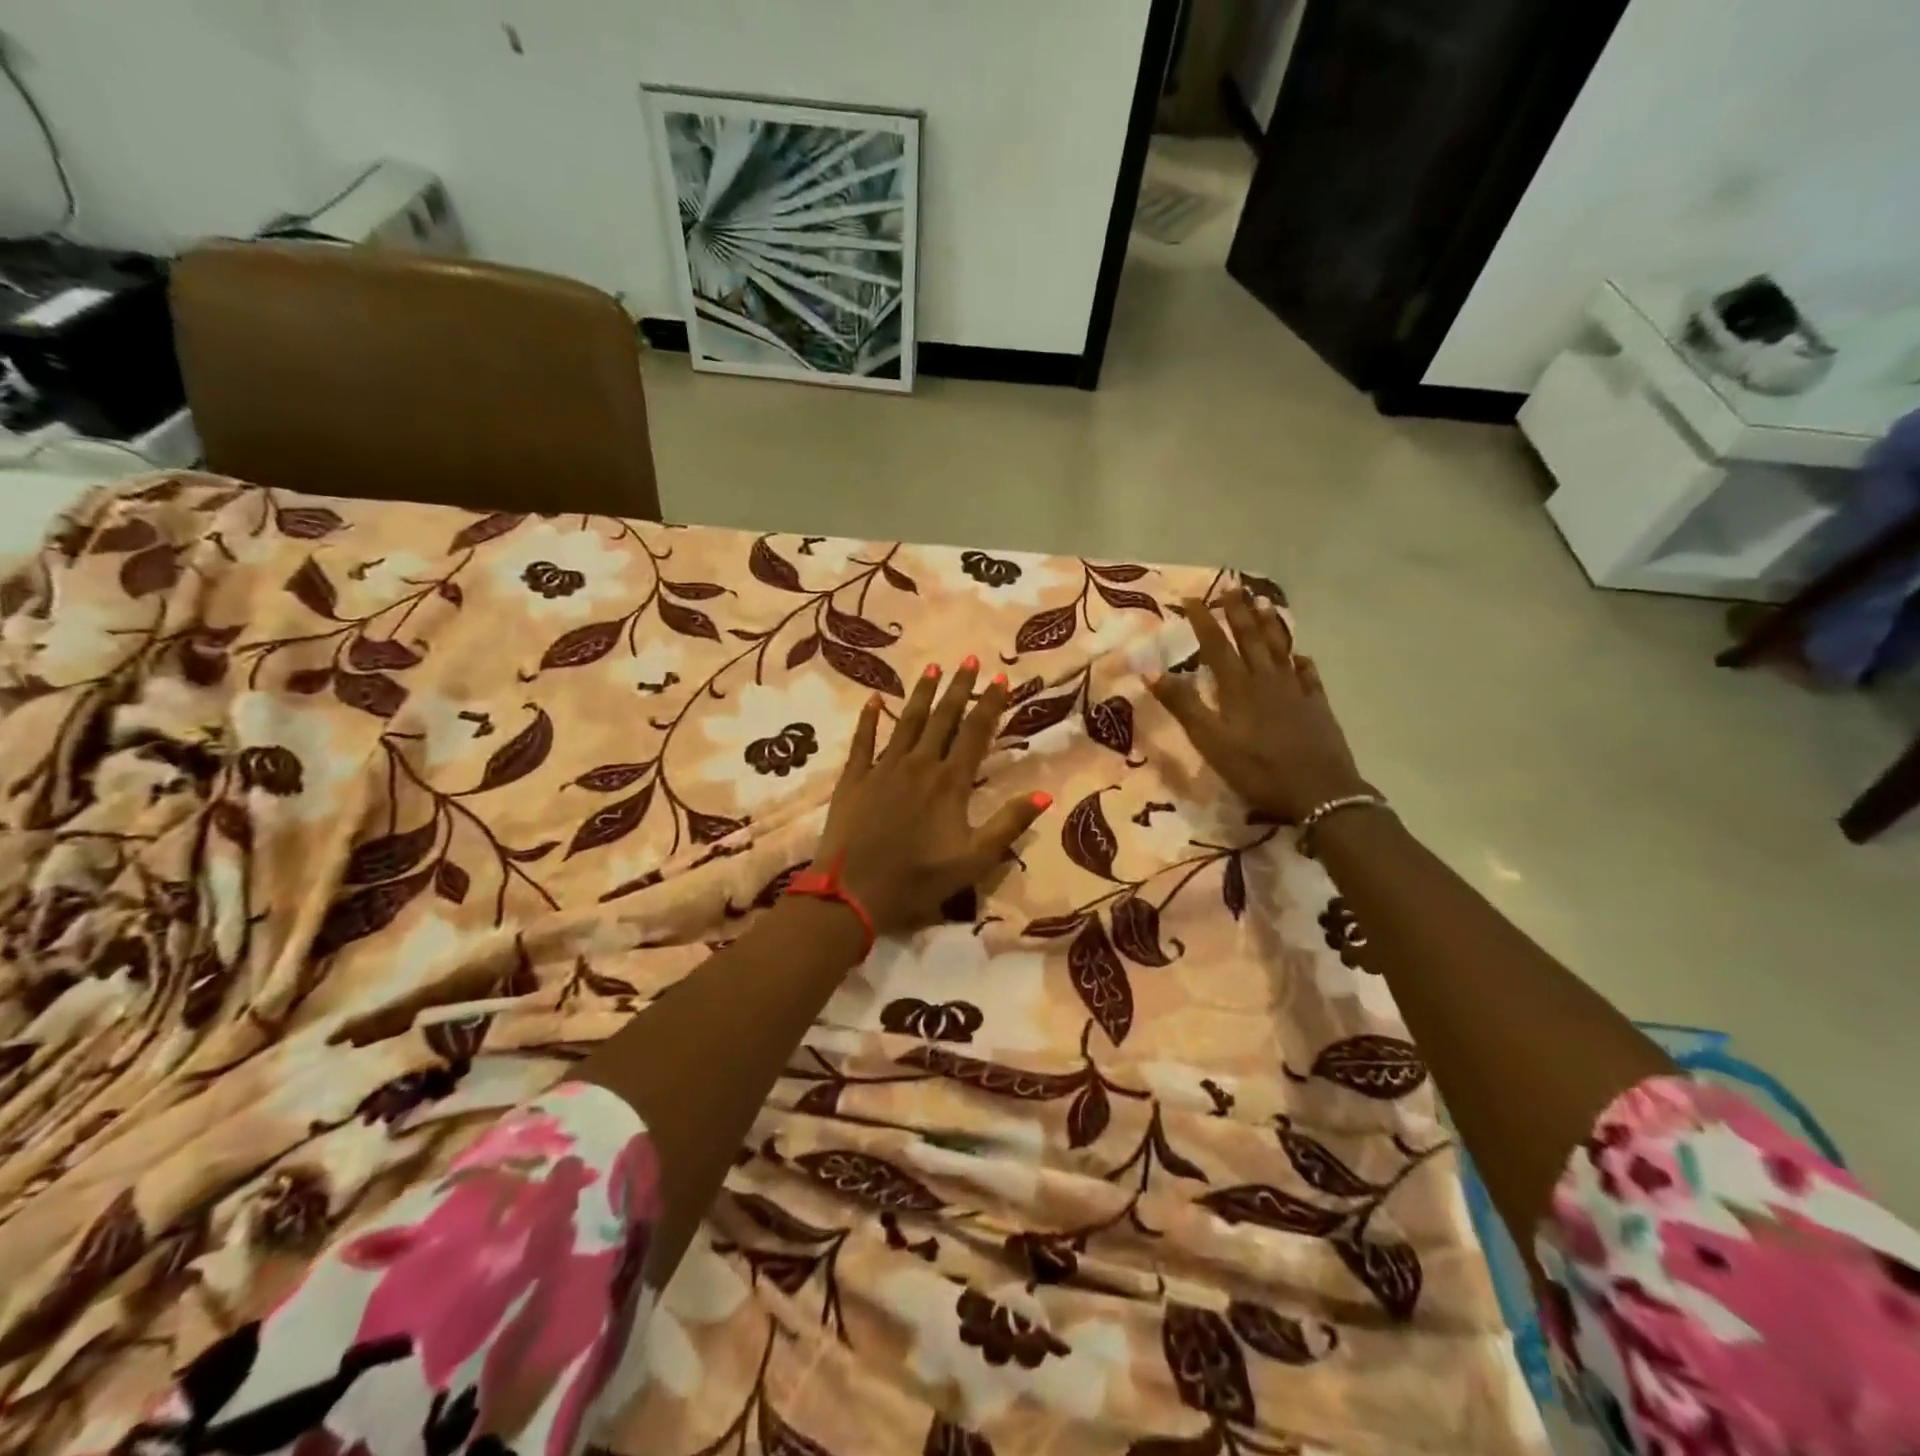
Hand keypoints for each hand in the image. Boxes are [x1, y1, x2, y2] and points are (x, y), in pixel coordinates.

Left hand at [814, 657, 1051, 934]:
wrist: (852, 892)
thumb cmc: (918, 879)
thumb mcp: (974, 860)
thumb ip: (1008, 824)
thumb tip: (1044, 794)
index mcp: (950, 783)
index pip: (976, 733)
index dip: (990, 704)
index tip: (1000, 677)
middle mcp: (919, 765)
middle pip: (942, 718)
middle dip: (958, 688)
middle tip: (969, 659)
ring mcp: (883, 768)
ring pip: (906, 722)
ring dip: (921, 694)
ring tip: (931, 667)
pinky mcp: (854, 779)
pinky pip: (863, 741)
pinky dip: (868, 719)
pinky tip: (873, 700)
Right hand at [1149, 588, 1369, 822]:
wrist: (1319, 791)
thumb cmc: (1257, 769)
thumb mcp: (1210, 741)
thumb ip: (1183, 705)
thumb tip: (1151, 671)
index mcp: (1238, 688)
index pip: (1216, 646)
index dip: (1203, 621)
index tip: (1191, 598)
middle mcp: (1266, 681)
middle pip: (1251, 640)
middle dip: (1239, 612)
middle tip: (1233, 586)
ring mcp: (1296, 692)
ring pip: (1280, 651)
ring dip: (1270, 626)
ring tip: (1264, 603)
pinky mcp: (1317, 708)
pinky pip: (1309, 677)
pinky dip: (1302, 662)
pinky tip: (1301, 656)